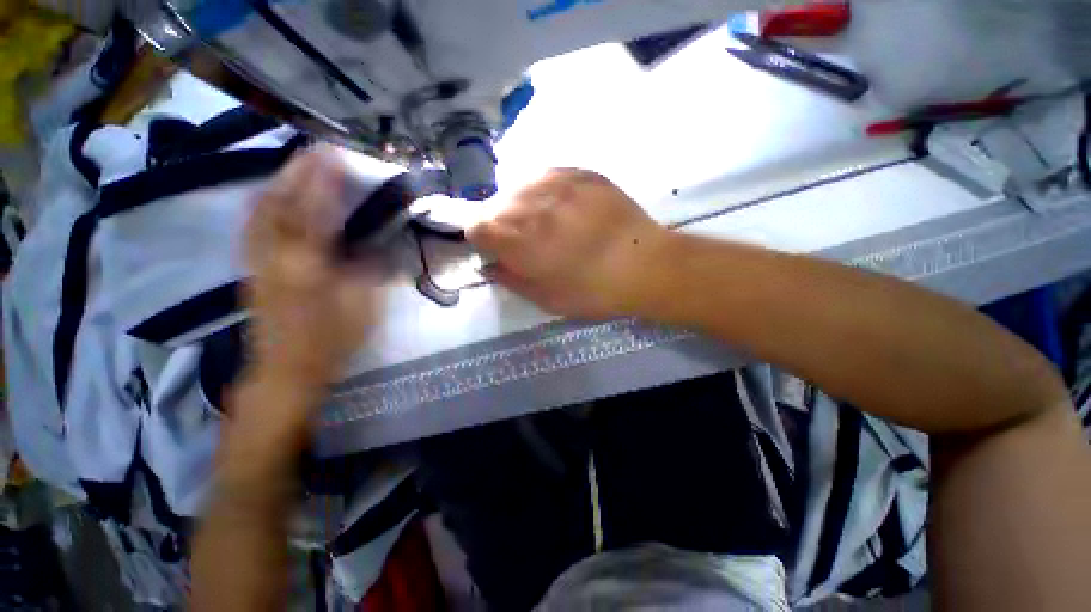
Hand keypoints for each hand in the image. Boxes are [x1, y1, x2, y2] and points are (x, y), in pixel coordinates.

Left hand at [244, 148, 381, 391]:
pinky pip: (252, 226)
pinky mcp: (250, 270)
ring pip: (258, 212)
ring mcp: (256, 262)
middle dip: (295, 172)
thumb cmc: (332, 342)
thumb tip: (374, 244)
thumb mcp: (363, 308)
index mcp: (307, 267)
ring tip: (294, 165)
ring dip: (275, 183)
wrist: (286, 371)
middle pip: (277, 204)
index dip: (322, 181)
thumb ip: (368, 271)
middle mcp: (274, 257)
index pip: (313, 213)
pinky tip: (272, 196)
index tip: (333, 154)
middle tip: (313, 150)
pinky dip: (262, 204)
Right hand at [468, 169, 666, 318]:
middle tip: (526, 241)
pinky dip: (546, 192)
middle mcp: (526, 200)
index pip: (474, 226)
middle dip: (501, 224)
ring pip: (519, 187)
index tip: (499, 251)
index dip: (483, 241)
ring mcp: (555, 179)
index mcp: (513, 236)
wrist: (645, 265)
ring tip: (548, 223)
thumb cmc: (592, 290)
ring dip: (523, 206)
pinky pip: (547, 177)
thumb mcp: (545, 298)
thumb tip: (490, 266)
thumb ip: (509, 279)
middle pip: (494, 205)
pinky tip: (566, 208)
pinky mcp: (579, 171)